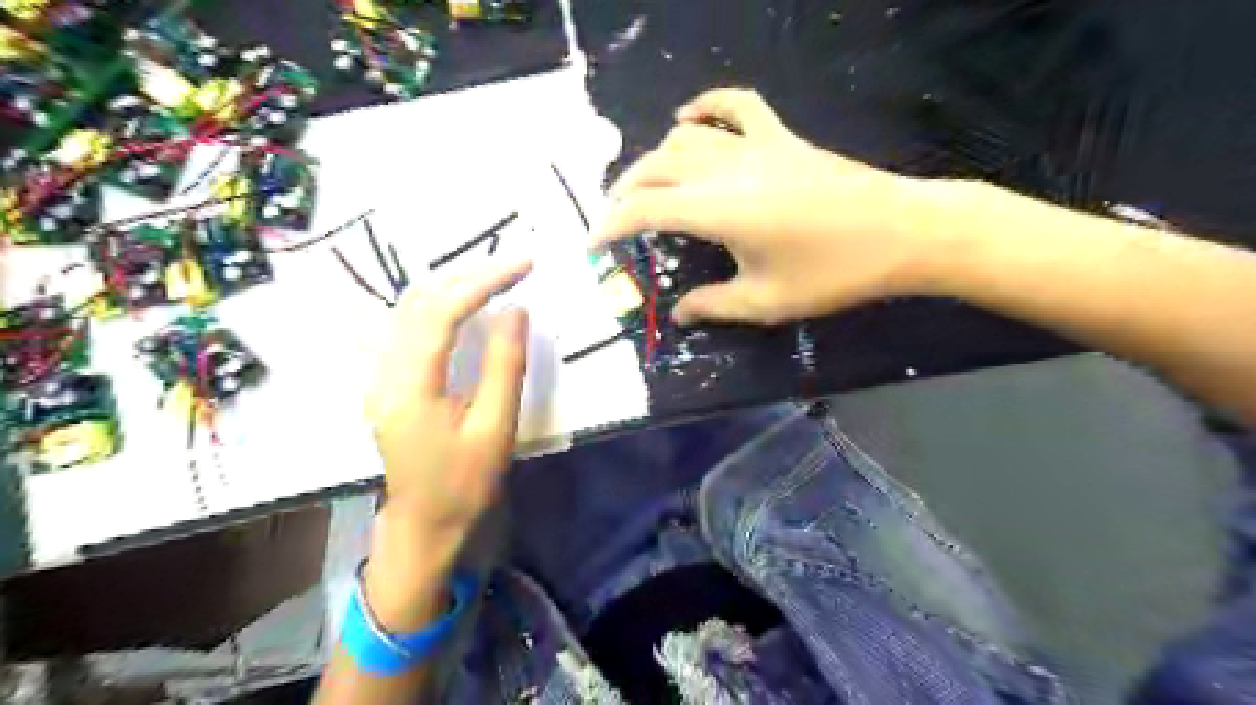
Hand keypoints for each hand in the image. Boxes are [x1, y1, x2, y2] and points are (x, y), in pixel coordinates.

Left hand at [367, 256, 531, 623]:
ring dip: (452, 284)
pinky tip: (464, 302)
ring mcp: (379, 374)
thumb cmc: (464, 482)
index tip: (523, 266)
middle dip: (468, 275)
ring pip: (408, 308)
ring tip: (495, 276)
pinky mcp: (386, 379)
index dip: (483, 282)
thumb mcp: (495, 428)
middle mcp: (384, 372)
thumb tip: (516, 311)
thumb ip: (504, 365)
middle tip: (515, 265)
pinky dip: (439, 303)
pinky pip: (407, 324)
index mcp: (410, 387)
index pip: (441, 313)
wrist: (424, 521)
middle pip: (419, 302)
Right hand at [595, 89, 947, 326]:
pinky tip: (688, 116)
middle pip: (655, 167)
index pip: (645, 210)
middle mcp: (726, 169)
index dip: (610, 226)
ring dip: (655, 158)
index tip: (592, 245)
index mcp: (718, 210)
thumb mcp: (766, 302)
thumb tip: (678, 316)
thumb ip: (714, 307)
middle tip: (613, 221)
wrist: (903, 231)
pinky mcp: (780, 136)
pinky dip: (705, 106)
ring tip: (644, 185)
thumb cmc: (834, 273)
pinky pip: (736, 106)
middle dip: (624, 193)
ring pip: (685, 136)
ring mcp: (755, 145)